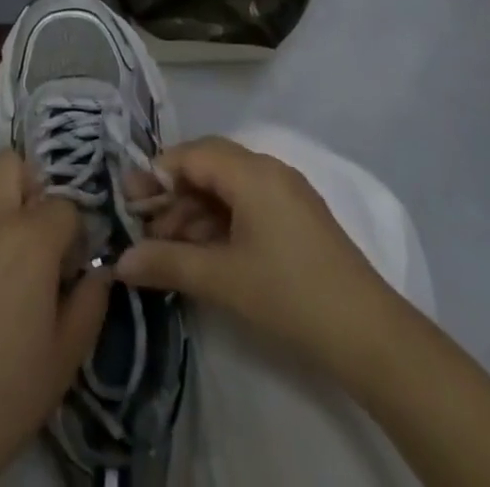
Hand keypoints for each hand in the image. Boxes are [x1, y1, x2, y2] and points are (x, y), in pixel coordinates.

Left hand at [0, 151, 110, 485]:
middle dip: (30, 187)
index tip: (70, 264)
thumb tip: (99, 270)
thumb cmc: (6, 394)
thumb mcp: (67, 355)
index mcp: (29, 239)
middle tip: (34, 233)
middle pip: (11, 164)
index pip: (65, 205)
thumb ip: (91, 300)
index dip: (73, 233)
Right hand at [116, 136, 391, 370]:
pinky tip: (202, 252)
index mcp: (251, 172)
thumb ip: (167, 263)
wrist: (369, 335)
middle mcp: (268, 169)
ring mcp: (286, 192)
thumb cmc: (289, 295)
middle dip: (173, 193)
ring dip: (194, 211)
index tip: (128, 200)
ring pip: (227, 187)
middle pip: (208, 166)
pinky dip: (220, 221)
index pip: (191, 155)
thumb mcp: (222, 279)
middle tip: (143, 225)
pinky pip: (247, 204)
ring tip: (167, 247)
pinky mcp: (296, 217)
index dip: (157, 174)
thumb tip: (120, 261)